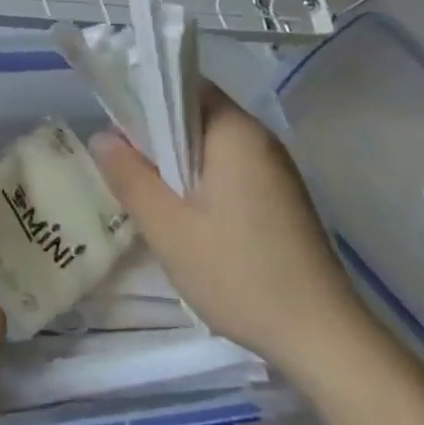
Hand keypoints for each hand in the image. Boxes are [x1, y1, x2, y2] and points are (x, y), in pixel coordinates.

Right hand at [89, 82, 381, 384]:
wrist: (322, 339)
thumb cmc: (238, 273)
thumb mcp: (167, 227)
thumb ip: (129, 176)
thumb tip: (101, 136)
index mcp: (235, 132)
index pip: (182, 85)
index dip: (143, 96)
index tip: (115, 127)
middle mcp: (259, 139)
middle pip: (194, 114)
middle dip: (155, 134)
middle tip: (123, 167)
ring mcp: (274, 170)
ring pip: (209, 145)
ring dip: (175, 162)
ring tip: (147, 196)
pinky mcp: (280, 198)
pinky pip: (227, 169)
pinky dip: (199, 181)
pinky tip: (185, 218)